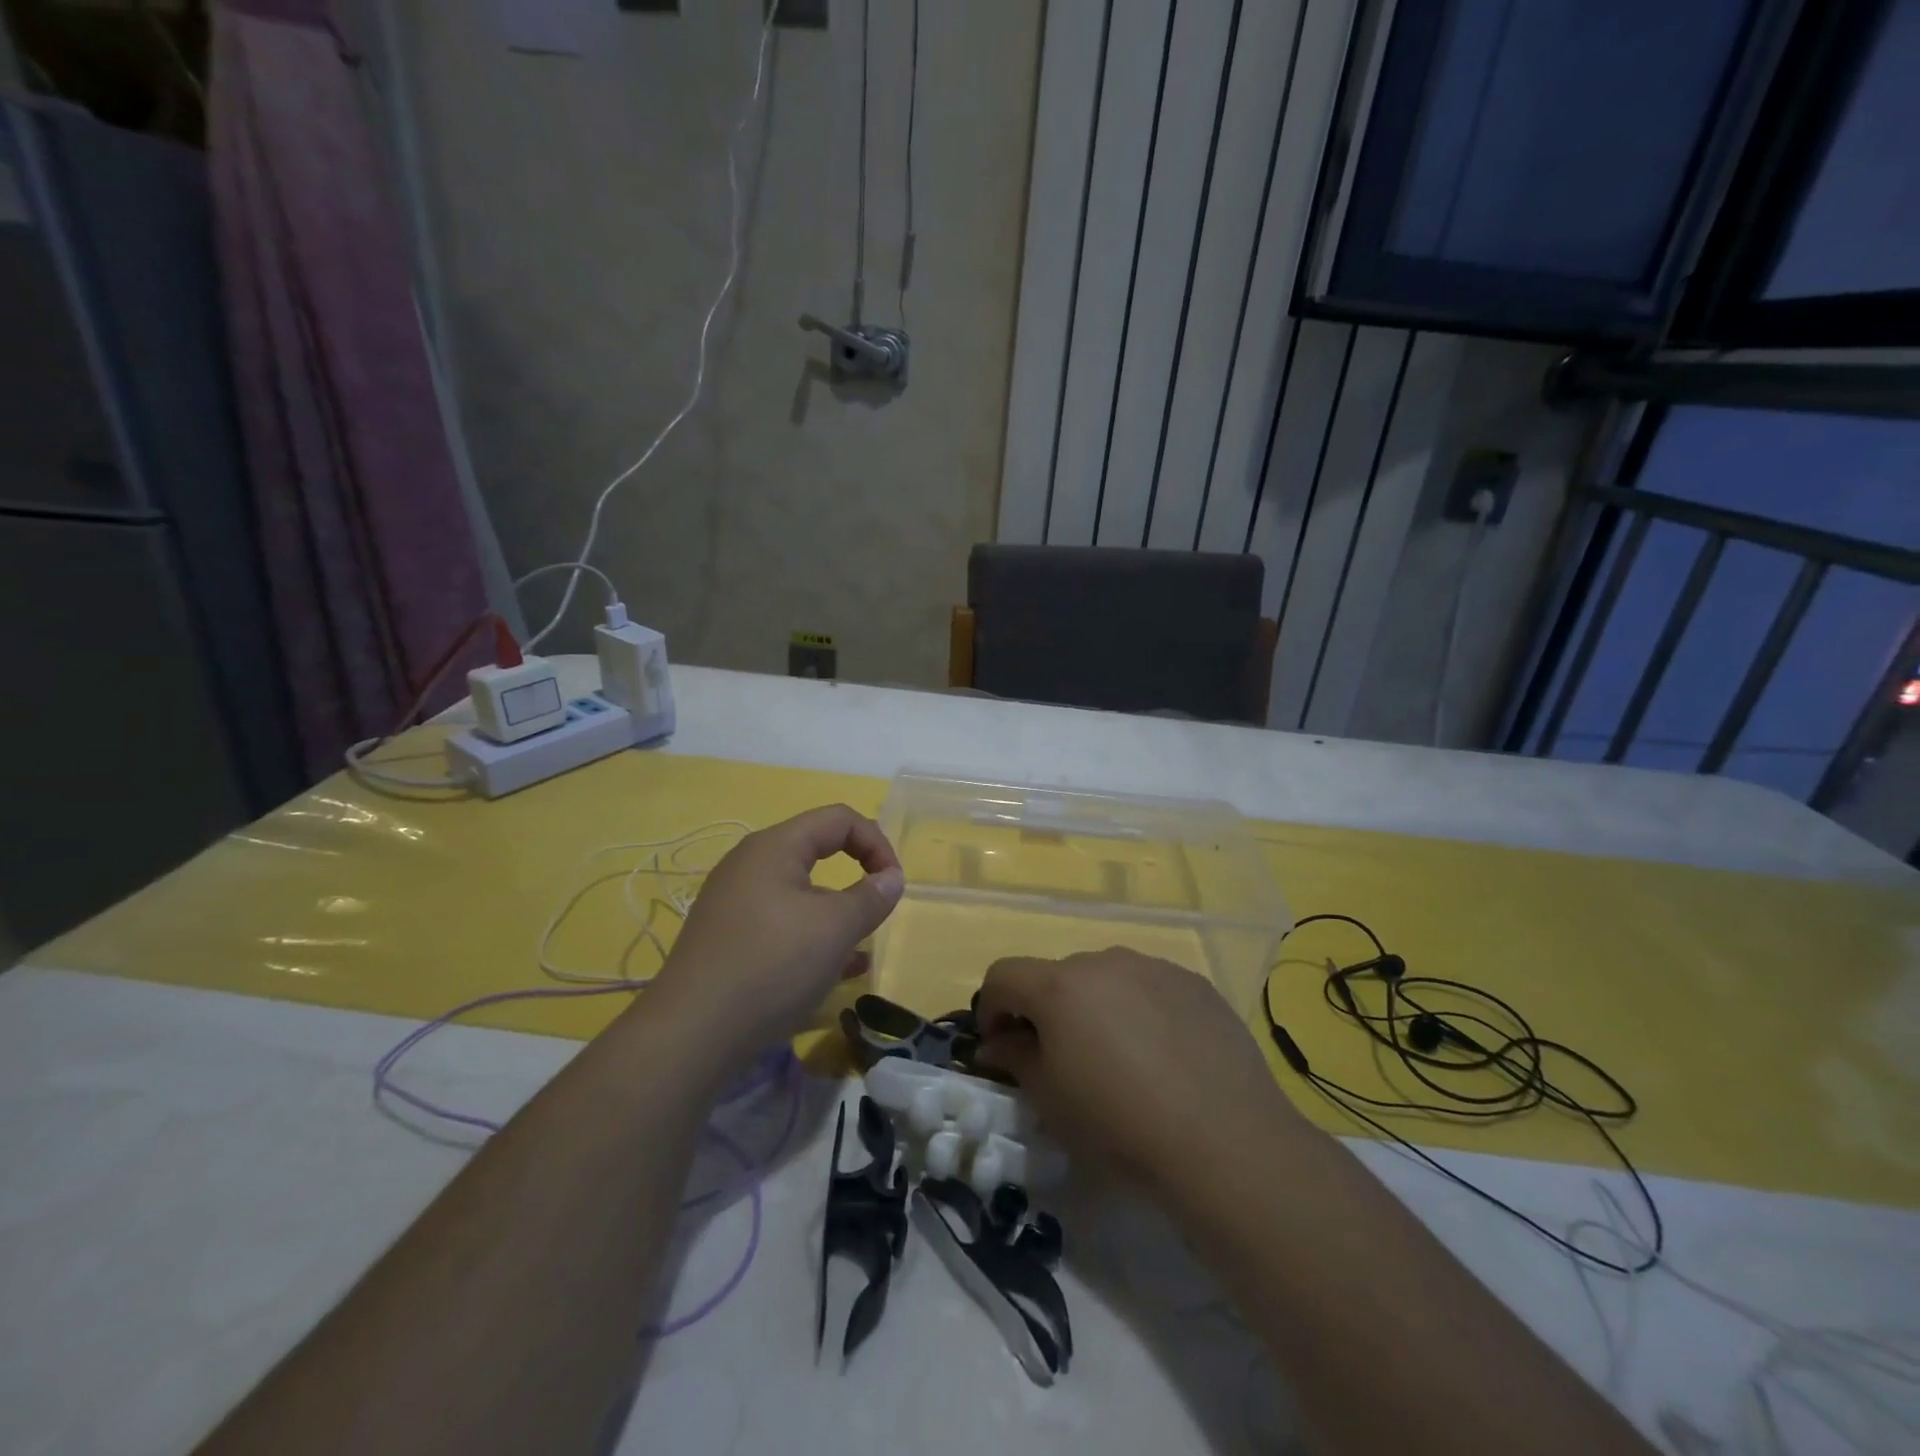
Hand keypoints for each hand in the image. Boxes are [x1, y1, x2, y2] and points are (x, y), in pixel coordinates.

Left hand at [651, 805, 904, 1064]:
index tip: (893, 884)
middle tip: (875, 912)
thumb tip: (891, 878)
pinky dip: (809, 937)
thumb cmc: (772, 965)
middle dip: (855, 878)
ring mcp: (734, 903)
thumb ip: (871, 897)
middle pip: (816, 852)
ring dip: (835, 914)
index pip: (838, 820)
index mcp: (774, 847)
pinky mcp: (727, 938)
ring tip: (858, 952)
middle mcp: (750, 865)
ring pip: (800, 894)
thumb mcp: (835, 929)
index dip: (876, 843)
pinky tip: (830, 974)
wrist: (691, 1034)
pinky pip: (780, 923)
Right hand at [974, 948, 1302, 1190]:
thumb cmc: (1120, 1125)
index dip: (991, 1008)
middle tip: (1062, 1061)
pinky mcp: (1195, 984)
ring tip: (1120, 1060)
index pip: (1004, 975)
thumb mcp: (1051, 1101)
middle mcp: (1104, 961)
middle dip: (1047, 1011)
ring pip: (1106, 979)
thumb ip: (1016, 1058)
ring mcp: (1155, 968)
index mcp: (1060, 986)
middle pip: (1057, 977)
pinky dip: (1141, 1010)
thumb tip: (997, 1042)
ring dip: (1096, 1008)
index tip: (999, 1046)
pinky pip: (1150, 987)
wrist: (1225, 1142)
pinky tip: (1164, 1057)